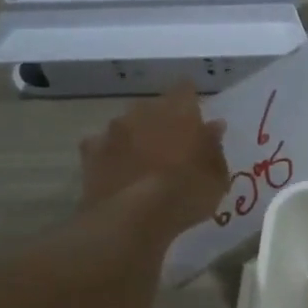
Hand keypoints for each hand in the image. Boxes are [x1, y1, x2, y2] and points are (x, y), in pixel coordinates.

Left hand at [79, 83, 228, 236]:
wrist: (132, 218)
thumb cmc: (186, 194)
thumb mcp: (216, 177)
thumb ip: (214, 147)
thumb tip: (213, 127)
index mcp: (179, 111)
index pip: (185, 89)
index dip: (190, 100)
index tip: (196, 116)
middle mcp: (144, 111)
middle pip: (154, 107)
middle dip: (162, 120)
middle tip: (173, 145)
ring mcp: (113, 130)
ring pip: (127, 124)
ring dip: (136, 136)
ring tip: (144, 161)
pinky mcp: (90, 152)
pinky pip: (103, 146)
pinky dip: (111, 154)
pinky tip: (118, 171)